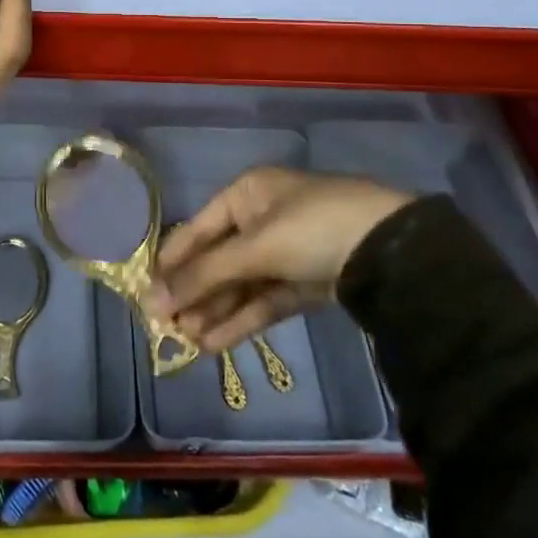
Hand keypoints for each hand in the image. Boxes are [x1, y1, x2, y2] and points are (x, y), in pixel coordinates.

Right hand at [143, 168, 409, 351]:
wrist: (391, 250)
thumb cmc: (311, 229)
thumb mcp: (254, 248)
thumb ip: (204, 275)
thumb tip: (153, 299)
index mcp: (247, 193)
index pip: (198, 229)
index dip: (173, 261)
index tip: (146, 293)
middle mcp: (262, 217)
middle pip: (218, 259)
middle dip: (194, 293)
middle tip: (166, 328)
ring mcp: (286, 250)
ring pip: (240, 283)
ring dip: (214, 311)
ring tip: (187, 344)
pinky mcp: (305, 280)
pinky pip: (264, 299)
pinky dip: (241, 319)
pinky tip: (215, 343)